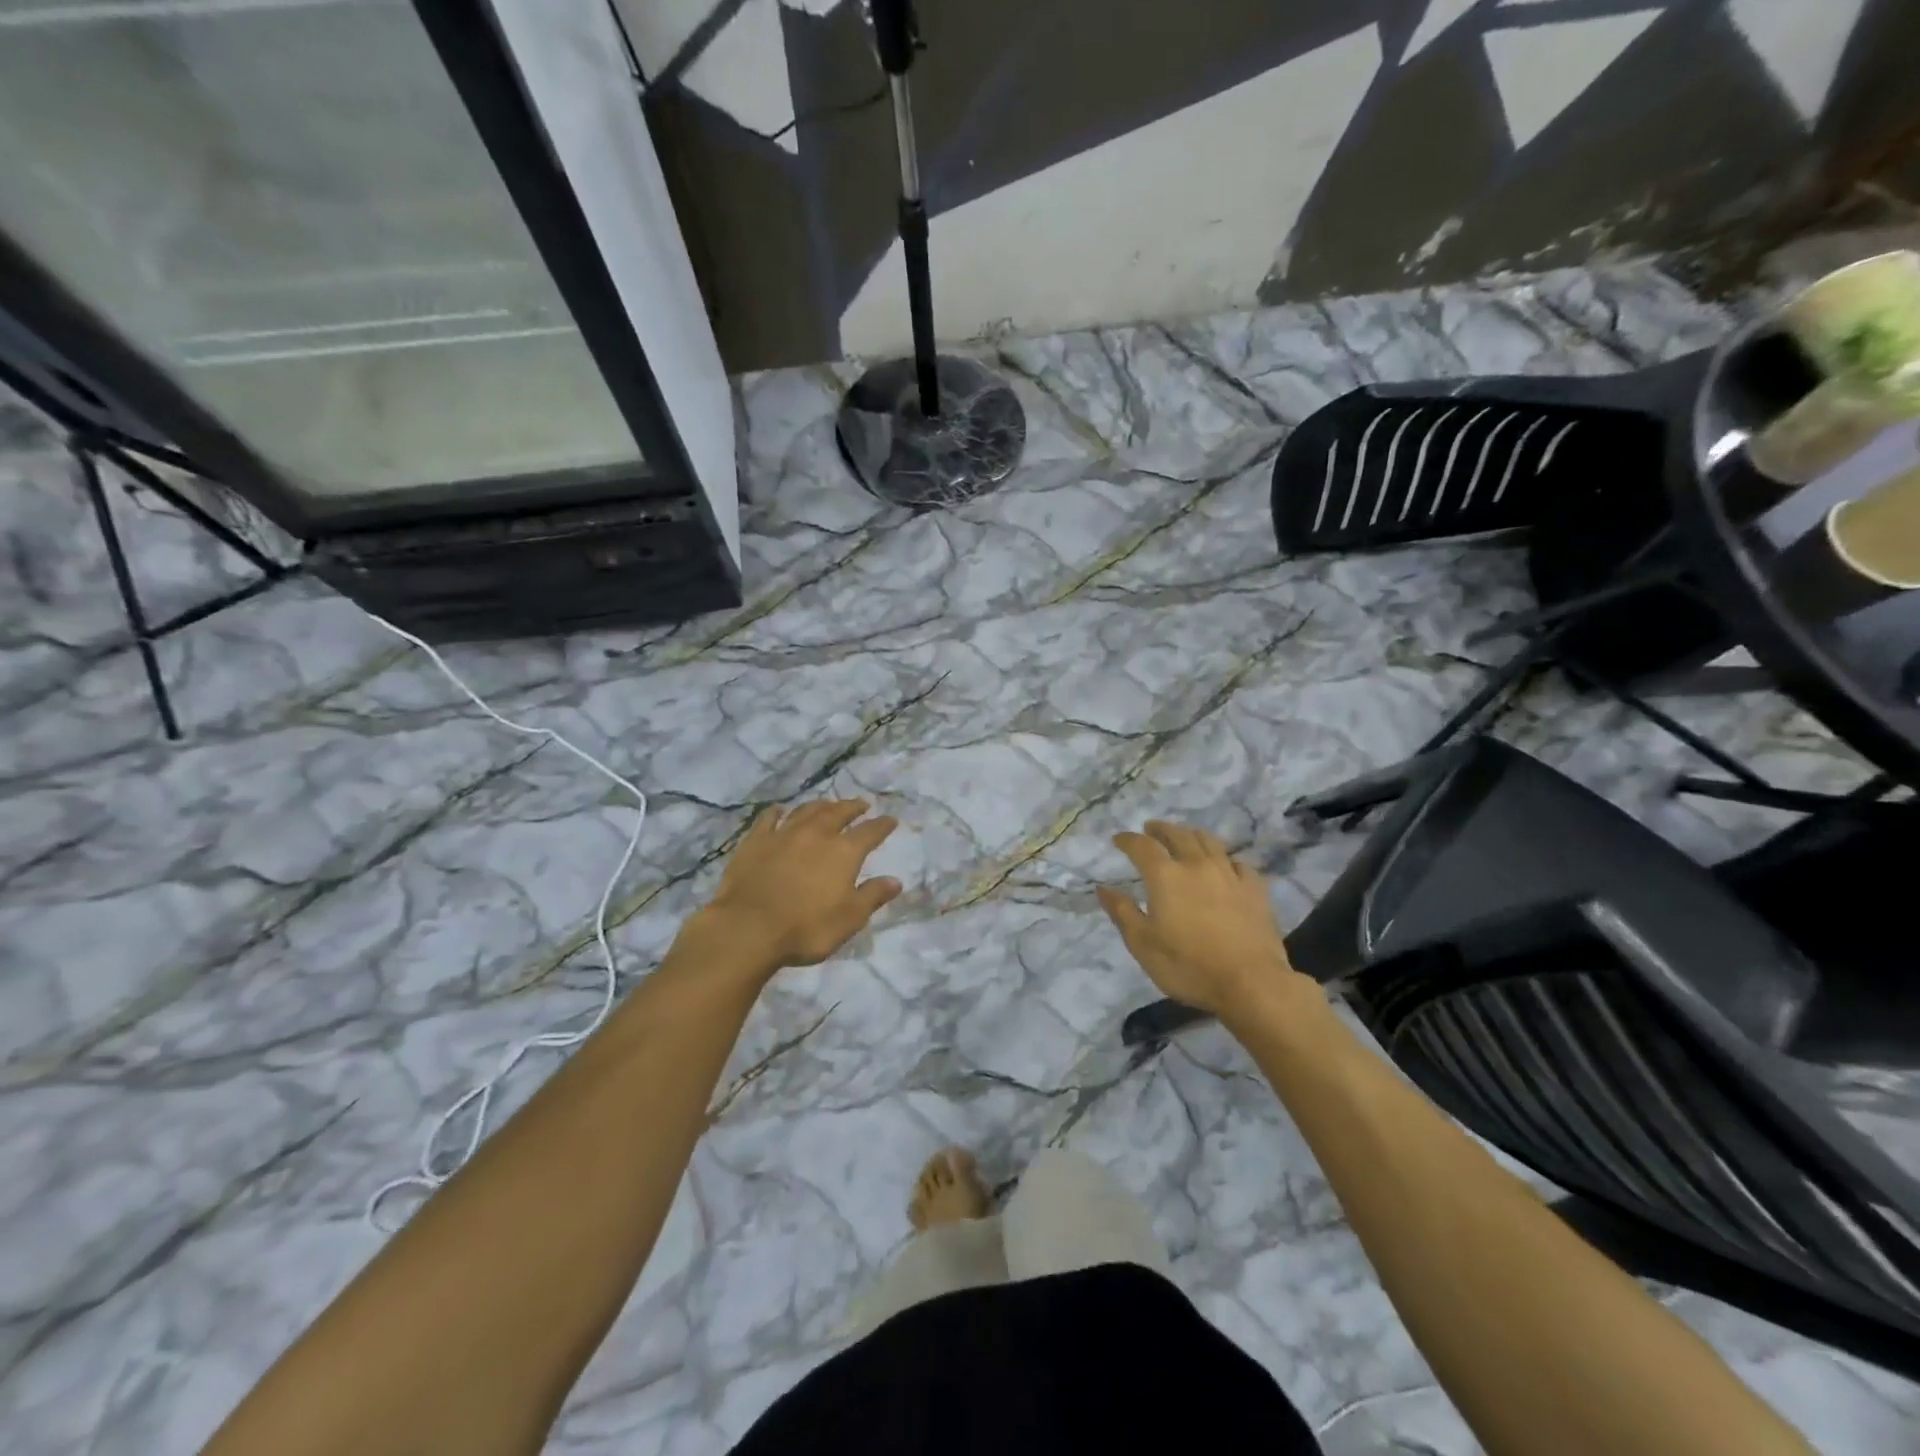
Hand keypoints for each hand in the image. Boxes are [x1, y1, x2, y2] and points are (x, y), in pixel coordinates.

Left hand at [695, 799, 901, 975]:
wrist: (748, 929)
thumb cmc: (806, 928)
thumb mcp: (849, 919)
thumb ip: (873, 896)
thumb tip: (895, 881)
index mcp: (843, 852)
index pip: (870, 832)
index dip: (882, 825)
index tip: (891, 820)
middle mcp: (816, 834)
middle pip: (838, 813)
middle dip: (853, 807)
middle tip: (861, 804)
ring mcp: (783, 834)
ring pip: (807, 810)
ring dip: (821, 805)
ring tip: (829, 804)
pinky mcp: (755, 841)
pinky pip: (769, 819)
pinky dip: (777, 812)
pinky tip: (780, 810)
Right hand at [1096, 820, 1311, 1018]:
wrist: (1251, 983)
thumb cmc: (1188, 966)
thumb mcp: (1143, 944)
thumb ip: (1122, 912)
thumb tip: (1103, 888)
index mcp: (1165, 876)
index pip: (1142, 846)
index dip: (1128, 839)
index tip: (1118, 839)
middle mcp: (1197, 865)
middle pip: (1178, 835)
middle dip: (1161, 829)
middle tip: (1151, 829)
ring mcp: (1229, 874)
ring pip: (1209, 841)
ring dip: (1191, 834)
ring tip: (1184, 836)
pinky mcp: (1255, 888)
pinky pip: (1237, 862)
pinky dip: (1224, 858)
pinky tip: (1224, 865)